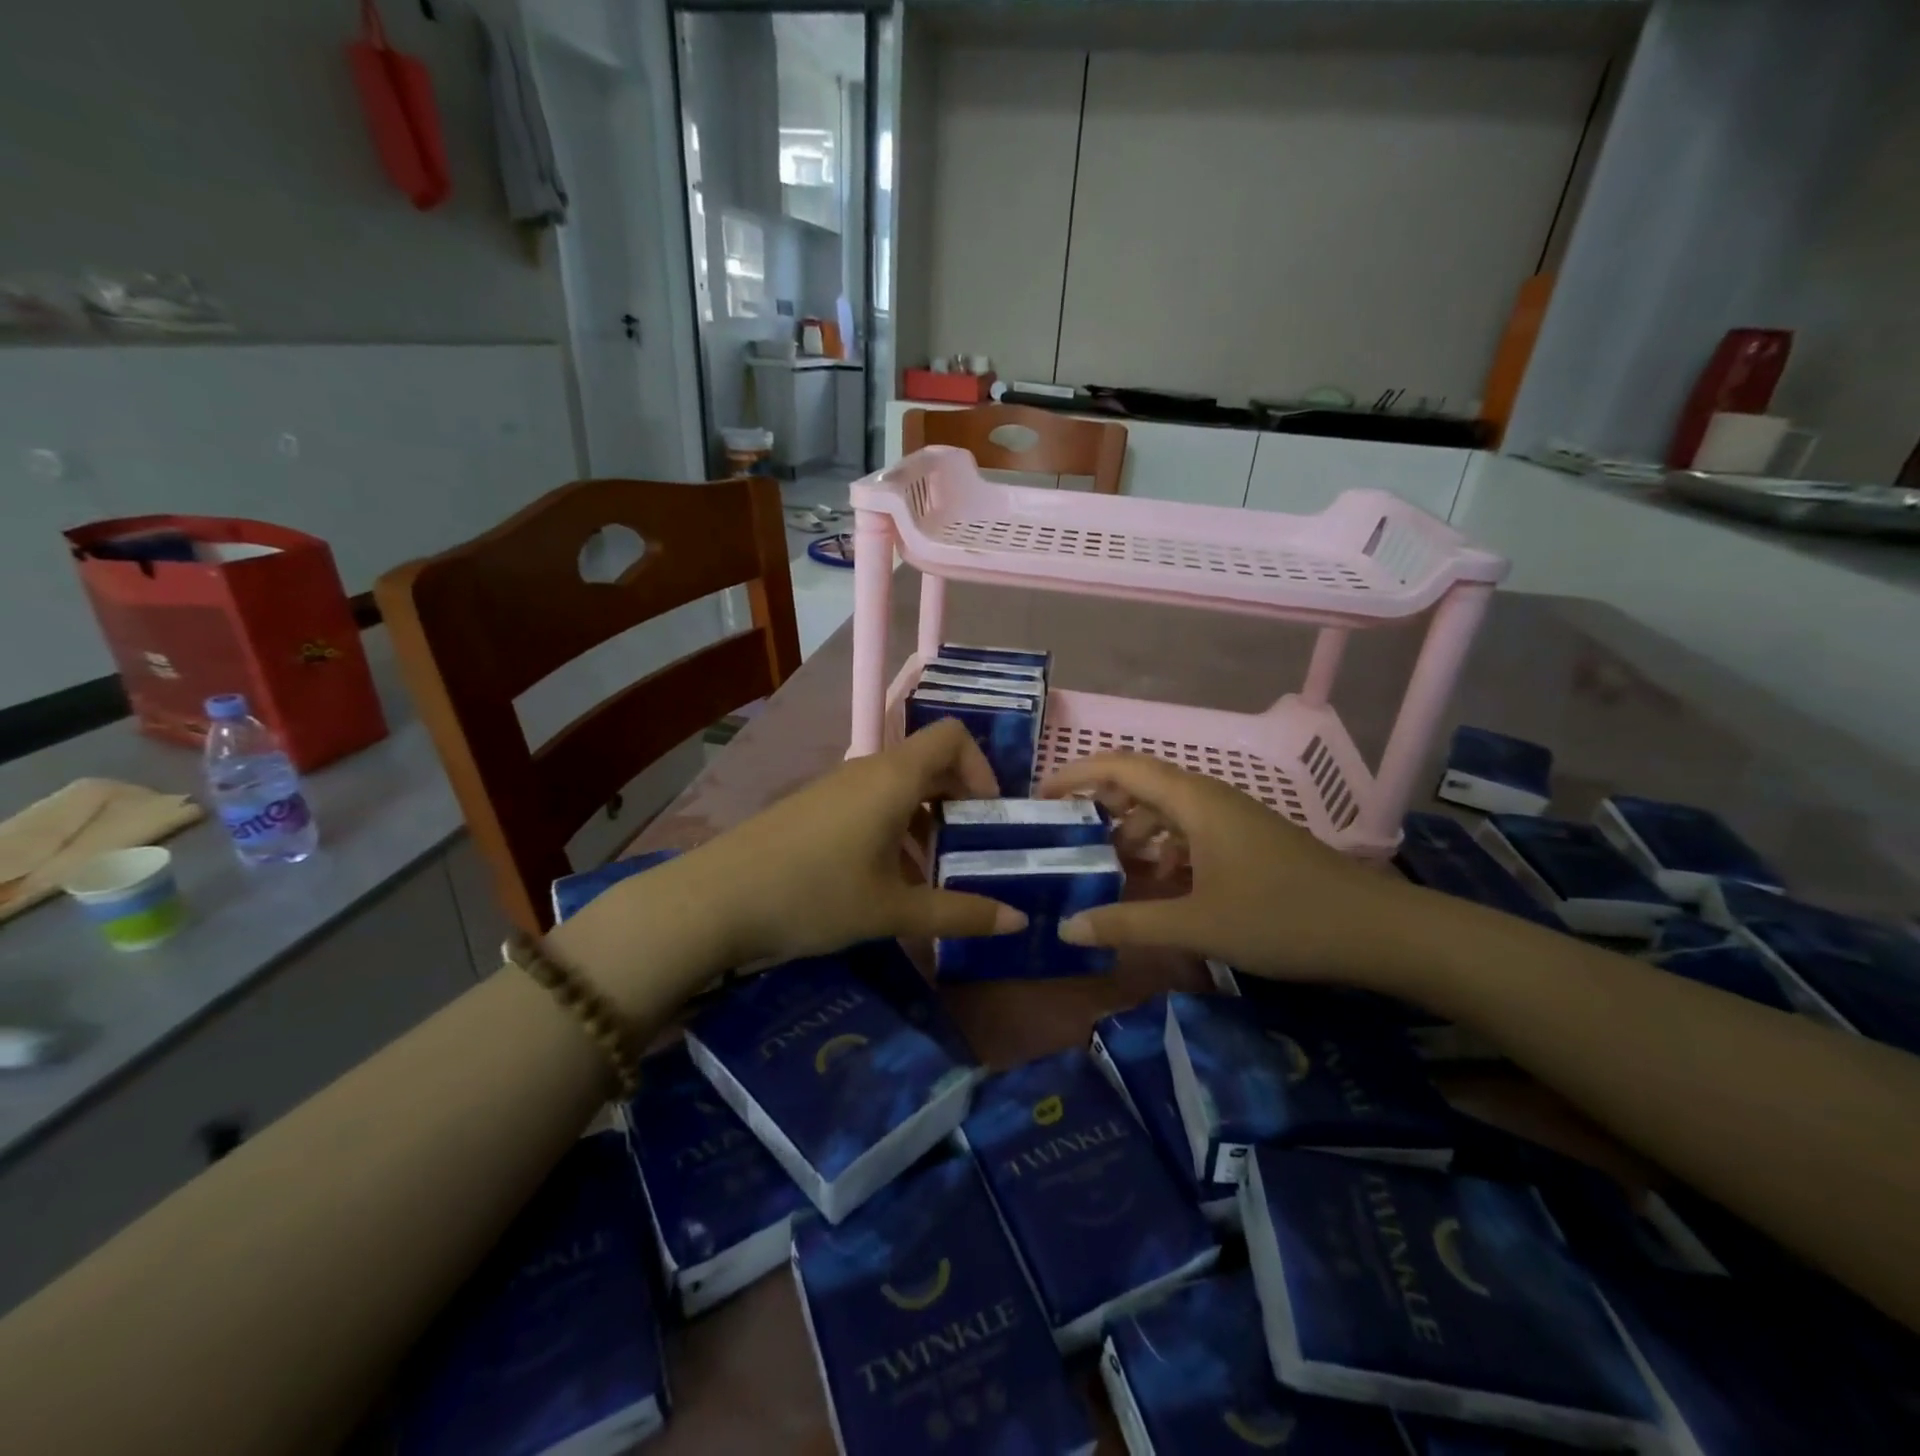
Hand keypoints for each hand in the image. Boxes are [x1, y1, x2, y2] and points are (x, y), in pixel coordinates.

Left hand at [635, 719, 1025, 971]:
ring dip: (925, 821)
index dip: (981, 768)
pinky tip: (885, 881)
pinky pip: (869, 803)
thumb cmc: (815, 895)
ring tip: (932, 876)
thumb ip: (960, 913)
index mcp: (894, 777)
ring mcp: (835, 787)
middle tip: (972, 851)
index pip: (952, 737)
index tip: (988, 818)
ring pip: (898, 788)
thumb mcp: (893, 910)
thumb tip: (1017, 921)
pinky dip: (893, 830)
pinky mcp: (813, 807)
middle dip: (958, 802)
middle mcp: (868, 770)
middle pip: (929, 763)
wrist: (716, 899)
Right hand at [1039, 753, 1425, 992]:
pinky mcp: (1248, 841)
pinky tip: (1161, 882)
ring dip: (1134, 829)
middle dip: (1101, 804)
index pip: (1121, 766)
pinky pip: (1191, 830)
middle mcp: (1210, 798)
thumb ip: (1128, 923)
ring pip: (1168, 809)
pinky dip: (1165, 848)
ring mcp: (1233, 819)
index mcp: (1194, 801)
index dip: (1077, 773)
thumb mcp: (1197, 924)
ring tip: (1111, 866)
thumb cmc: (1282, 918)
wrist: (1378, 931)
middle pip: (1142, 783)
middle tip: (1070, 837)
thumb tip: (1068, 928)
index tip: (1042, 797)